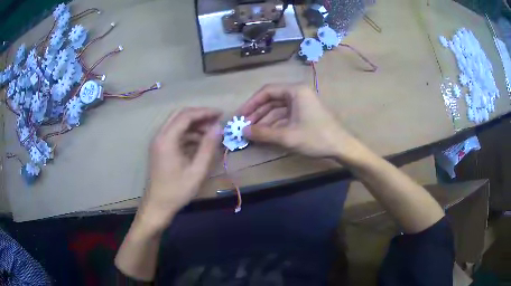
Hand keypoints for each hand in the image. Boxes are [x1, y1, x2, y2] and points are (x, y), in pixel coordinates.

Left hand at [137, 107, 221, 231]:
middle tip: (216, 121)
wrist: (157, 205)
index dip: (205, 112)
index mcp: (167, 139)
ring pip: (177, 124)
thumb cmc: (177, 191)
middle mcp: (160, 136)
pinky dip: (189, 134)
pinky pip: (175, 134)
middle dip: (199, 115)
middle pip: (180, 115)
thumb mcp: (197, 171)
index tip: (221, 114)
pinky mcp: (161, 148)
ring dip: (195, 125)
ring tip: (212, 133)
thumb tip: (218, 128)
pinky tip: (201, 143)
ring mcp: (159, 142)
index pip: (186, 116)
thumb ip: (208, 147)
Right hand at [238, 83, 359, 159]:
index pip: (267, 91)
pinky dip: (274, 124)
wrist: (341, 147)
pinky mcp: (304, 114)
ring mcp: (302, 104)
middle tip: (243, 126)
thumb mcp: (287, 136)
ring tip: (251, 132)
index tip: (240, 115)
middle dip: (257, 113)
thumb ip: (263, 133)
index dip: (251, 103)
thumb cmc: (316, 137)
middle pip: (271, 100)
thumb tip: (242, 131)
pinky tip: (265, 134)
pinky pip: (284, 116)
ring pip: (277, 109)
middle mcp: (298, 94)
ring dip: (264, 120)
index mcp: (295, 91)